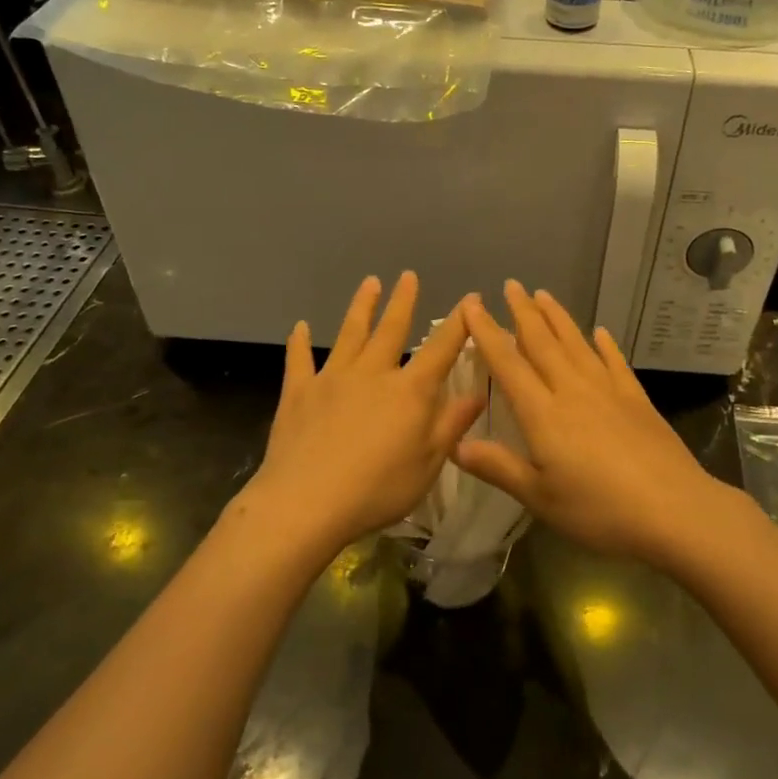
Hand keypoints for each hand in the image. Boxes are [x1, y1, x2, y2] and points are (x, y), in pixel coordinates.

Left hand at [251, 272, 483, 552]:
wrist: (306, 502)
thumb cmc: (377, 489)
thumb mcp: (428, 464)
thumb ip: (452, 424)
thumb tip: (478, 392)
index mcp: (409, 391)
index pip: (441, 349)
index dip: (458, 323)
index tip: (470, 299)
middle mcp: (372, 373)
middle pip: (391, 330)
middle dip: (403, 301)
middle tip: (408, 275)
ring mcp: (332, 379)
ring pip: (349, 334)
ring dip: (361, 307)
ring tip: (369, 283)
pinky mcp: (299, 393)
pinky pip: (299, 360)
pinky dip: (300, 343)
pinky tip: (300, 327)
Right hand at [456, 281, 752, 567]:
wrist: (674, 509)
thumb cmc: (599, 509)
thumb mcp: (540, 497)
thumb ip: (498, 467)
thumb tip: (455, 444)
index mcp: (543, 413)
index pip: (508, 364)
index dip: (487, 333)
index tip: (472, 305)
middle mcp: (572, 390)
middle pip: (543, 343)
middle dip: (523, 312)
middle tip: (510, 285)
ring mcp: (608, 391)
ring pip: (576, 344)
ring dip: (558, 318)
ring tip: (544, 295)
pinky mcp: (637, 399)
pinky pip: (615, 362)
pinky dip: (605, 345)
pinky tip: (600, 332)